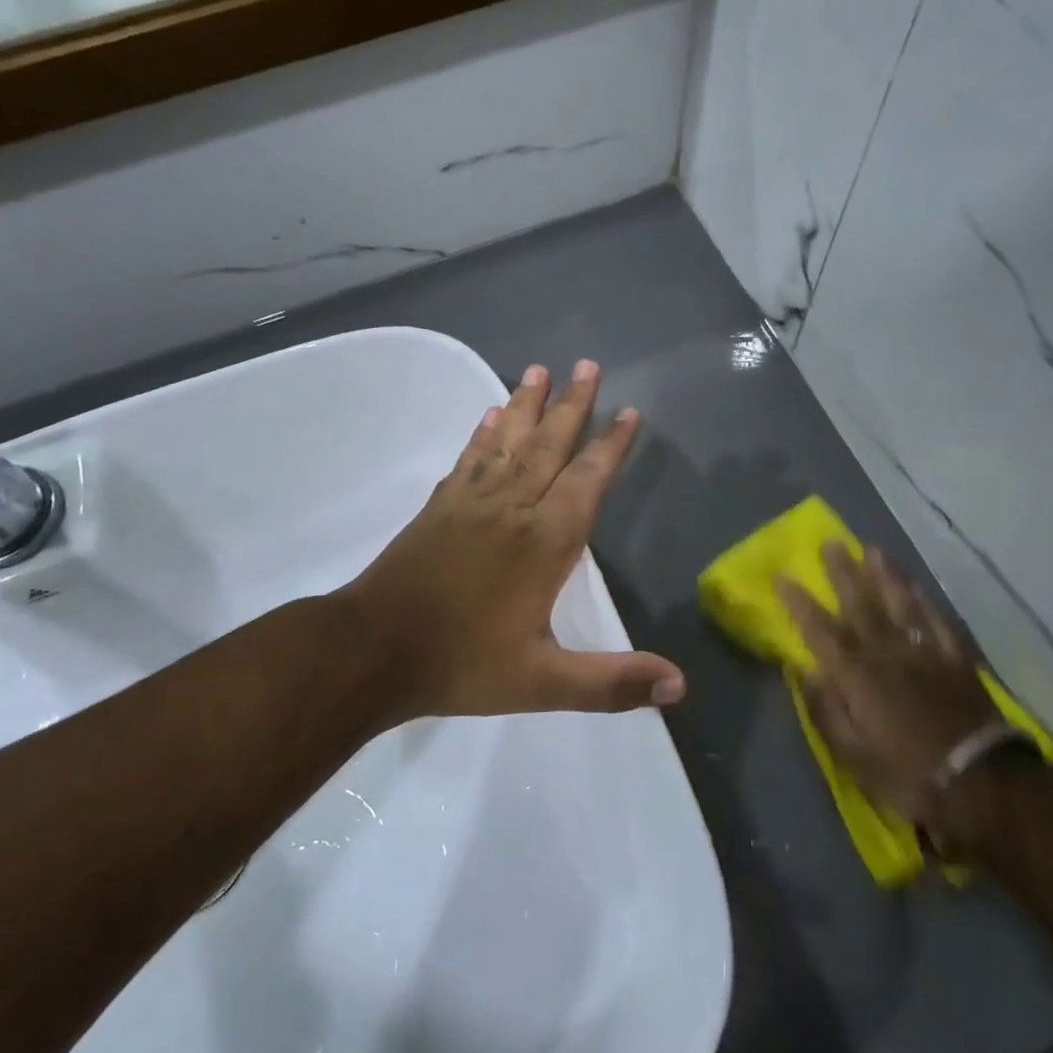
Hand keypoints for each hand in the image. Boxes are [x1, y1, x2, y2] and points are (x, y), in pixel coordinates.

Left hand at [341, 360, 684, 726]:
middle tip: (588, 365)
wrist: (372, 652)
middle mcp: (512, 508)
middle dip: (572, 405)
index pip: (587, 480)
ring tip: (540, 369)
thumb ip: (612, 683)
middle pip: (548, 445)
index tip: (628, 412)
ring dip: (526, 404)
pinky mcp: (438, 507)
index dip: (610, 446)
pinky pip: (468, 458)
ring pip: (507, 441)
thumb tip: (680, 688)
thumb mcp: (543, 683)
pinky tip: (489, 415)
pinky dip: (483, 433)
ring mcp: (470, 502)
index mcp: (545, 542)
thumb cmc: (462, 664)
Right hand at [777, 544, 1009, 846]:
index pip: (820, 630)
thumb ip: (825, 711)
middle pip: (860, 604)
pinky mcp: (956, 660)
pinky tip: (918, 586)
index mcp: (857, 676)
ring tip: (872, 549)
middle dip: (842, 573)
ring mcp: (925, 652)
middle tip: (830, 543)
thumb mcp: (852, 756)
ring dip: (884, 574)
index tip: (782, 576)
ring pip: (900, 603)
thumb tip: (804, 672)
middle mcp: (887, 653)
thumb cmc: (907, 774)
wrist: (981, 785)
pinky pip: (938, 621)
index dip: (799, 603)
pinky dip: (926, 601)